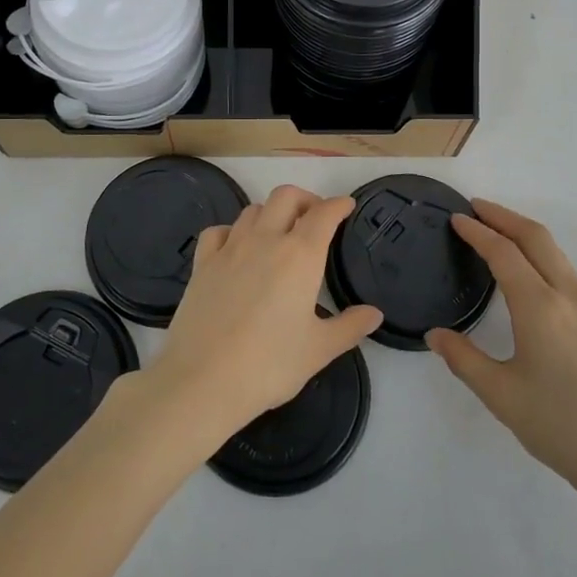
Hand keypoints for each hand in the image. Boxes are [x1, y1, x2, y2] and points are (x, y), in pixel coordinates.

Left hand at [147, 186, 382, 440]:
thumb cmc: (270, 364)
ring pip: (253, 210)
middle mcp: (265, 240)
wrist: (203, 380)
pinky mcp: (202, 263)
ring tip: (279, 234)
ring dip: (271, 213)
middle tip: (315, 219)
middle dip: (305, 200)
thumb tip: (374, 314)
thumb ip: (349, 327)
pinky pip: (218, 231)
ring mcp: (229, 249)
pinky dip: (232, 231)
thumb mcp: (319, 349)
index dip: (338, 205)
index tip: (346, 206)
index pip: (323, 214)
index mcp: (300, 256)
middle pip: (286, 197)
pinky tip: (236, 248)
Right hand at [428, 200, 576, 522]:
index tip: (457, 218)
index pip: (504, 253)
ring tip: (498, 236)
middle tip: (476, 208)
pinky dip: (542, 258)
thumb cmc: (564, 429)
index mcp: (541, 308)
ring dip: (525, 236)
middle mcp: (571, 297)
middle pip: (537, 238)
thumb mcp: (502, 397)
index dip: (478, 231)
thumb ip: (464, 360)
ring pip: (557, 254)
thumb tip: (436, 335)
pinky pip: (568, 274)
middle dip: (504, 217)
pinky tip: (530, 279)